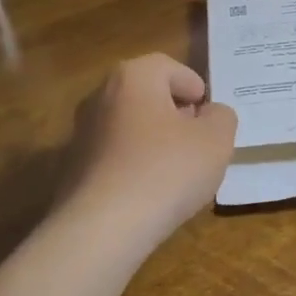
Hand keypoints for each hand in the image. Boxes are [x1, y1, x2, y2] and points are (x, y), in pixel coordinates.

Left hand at [66, 53, 237, 245]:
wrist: (102, 228)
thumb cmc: (166, 171)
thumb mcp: (215, 140)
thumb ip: (221, 117)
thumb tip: (210, 114)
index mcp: (133, 76)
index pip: (171, 68)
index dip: (195, 89)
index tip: (209, 118)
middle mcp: (101, 95)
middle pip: (147, 94)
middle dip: (175, 114)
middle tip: (197, 142)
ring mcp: (82, 131)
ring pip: (130, 125)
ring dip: (154, 141)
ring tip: (176, 172)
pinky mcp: (74, 166)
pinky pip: (114, 155)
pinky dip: (133, 165)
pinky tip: (148, 193)